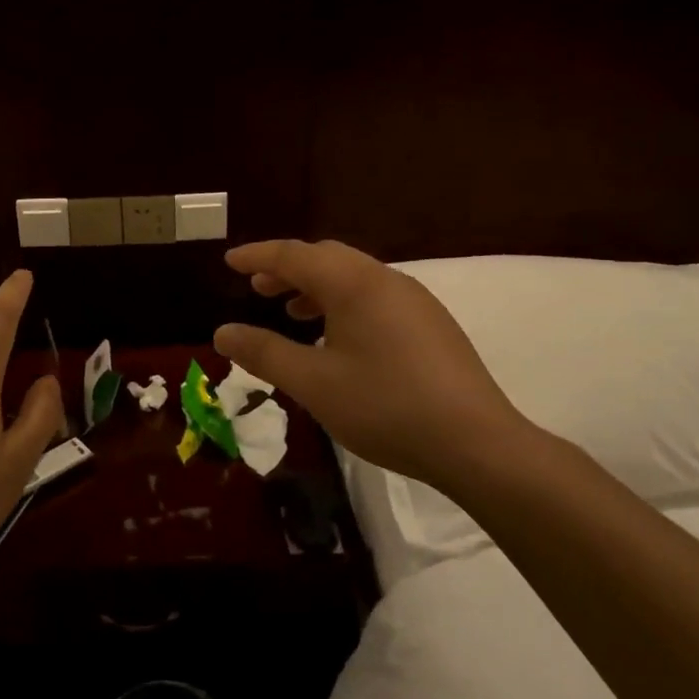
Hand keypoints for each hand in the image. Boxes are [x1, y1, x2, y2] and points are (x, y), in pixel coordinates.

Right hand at [214, 239, 532, 495]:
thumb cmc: (385, 407)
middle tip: (257, 287)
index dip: (258, 256)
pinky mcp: (432, 324)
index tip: (229, 261)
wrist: (476, 443)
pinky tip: (338, 337)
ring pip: (354, 276)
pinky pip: (375, 295)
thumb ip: (264, 353)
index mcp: (354, 284)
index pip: (294, 255)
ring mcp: (415, 300)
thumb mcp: (313, 383)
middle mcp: (385, 279)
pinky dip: (344, 302)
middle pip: (327, 257)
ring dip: (316, 285)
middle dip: (287, 268)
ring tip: (292, 311)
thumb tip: (222, 332)